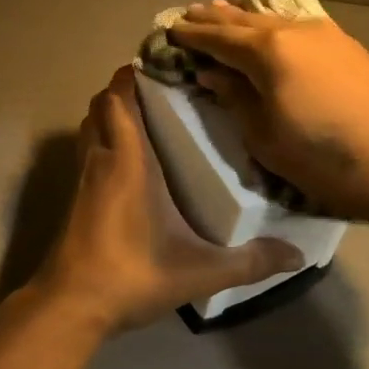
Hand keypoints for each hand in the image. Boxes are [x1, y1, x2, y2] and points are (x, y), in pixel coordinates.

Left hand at [25, 66, 303, 332]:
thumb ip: (249, 262)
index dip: (133, 73)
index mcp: (128, 160)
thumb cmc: (132, 274)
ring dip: (111, 113)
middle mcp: (101, 159)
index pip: (119, 98)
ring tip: (149, 117)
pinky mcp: (76, 197)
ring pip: (91, 126)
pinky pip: (88, 150)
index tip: (164, 63)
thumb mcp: (199, 271)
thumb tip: (297, 256)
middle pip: (102, 105)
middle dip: (125, 89)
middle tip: (164, 90)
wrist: (71, 305)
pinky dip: (104, 139)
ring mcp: (83, 178)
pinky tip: (131, 162)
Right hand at [169, 3, 368, 223]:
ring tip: (222, 10)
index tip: (168, 29)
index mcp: (266, 50)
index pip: (216, 37)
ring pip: (271, 19)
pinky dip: (272, 25)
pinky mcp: (347, 47)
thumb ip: (235, 97)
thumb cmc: (325, 157)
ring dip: (243, 17)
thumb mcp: (265, 136)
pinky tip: (271, 28)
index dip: (190, 34)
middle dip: (213, 18)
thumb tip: (213, 72)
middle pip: (242, 20)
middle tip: (189, 13)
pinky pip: (295, 26)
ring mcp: (325, 35)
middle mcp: (292, 31)